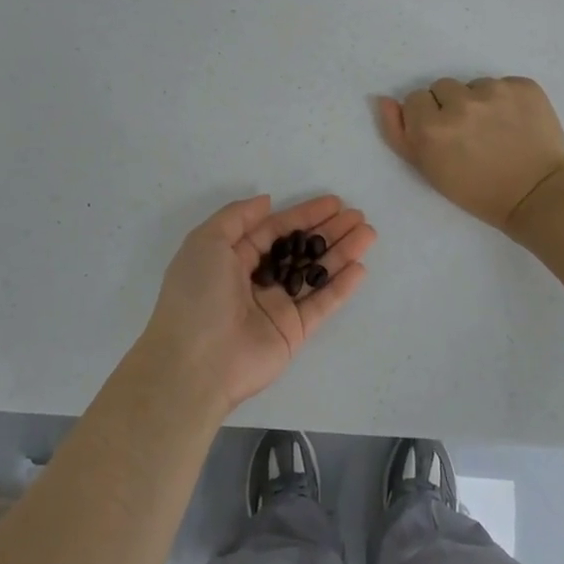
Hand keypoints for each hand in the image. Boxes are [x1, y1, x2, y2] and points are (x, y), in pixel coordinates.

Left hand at [140, 194, 375, 413]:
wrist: (195, 363)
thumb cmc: (197, 295)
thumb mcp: (206, 242)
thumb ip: (237, 217)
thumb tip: (267, 201)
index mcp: (233, 258)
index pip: (276, 230)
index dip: (304, 215)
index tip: (334, 203)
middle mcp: (257, 280)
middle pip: (300, 249)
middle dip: (328, 231)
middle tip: (357, 216)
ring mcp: (277, 307)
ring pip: (315, 274)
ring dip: (341, 253)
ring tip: (368, 233)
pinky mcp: (293, 332)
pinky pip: (321, 305)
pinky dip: (341, 287)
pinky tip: (360, 268)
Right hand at [379, 76, 563, 231]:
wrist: (536, 195)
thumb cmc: (476, 190)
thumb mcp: (428, 169)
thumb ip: (399, 134)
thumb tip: (383, 99)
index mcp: (431, 127)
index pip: (416, 99)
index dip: (428, 118)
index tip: (443, 137)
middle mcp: (461, 103)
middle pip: (443, 87)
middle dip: (451, 106)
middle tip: (469, 134)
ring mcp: (496, 91)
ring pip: (474, 84)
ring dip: (480, 101)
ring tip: (495, 130)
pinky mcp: (524, 86)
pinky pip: (505, 83)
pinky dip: (508, 100)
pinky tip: (515, 123)